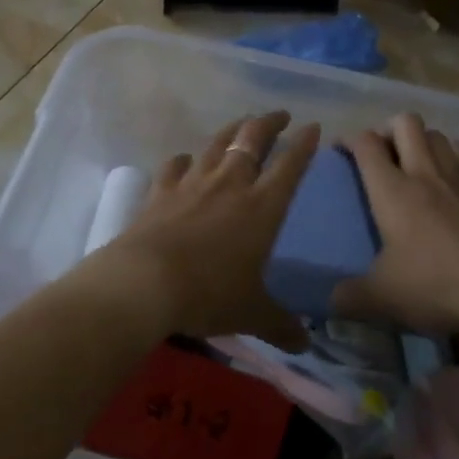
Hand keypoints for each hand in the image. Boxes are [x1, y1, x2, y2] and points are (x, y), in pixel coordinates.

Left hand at [98, 110, 318, 350]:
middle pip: (253, 140)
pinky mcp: (162, 191)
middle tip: (280, 115)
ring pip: (217, 144)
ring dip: (232, 130)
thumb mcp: (251, 313)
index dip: (304, 145)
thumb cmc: (208, 294)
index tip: (313, 127)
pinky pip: (175, 166)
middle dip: (269, 123)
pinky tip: (184, 160)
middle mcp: (230, 185)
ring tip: (242, 123)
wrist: (145, 282)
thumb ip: (279, 324)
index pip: (290, 166)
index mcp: (261, 207)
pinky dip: (183, 160)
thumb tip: (305, 344)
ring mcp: (193, 183)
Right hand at [333, 113, 458, 333]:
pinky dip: (449, 155)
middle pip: (405, 122)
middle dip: (386, 129)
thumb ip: (349, 296)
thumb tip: (331, 300)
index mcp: (392, 189)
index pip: (366, 143)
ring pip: (436, 133)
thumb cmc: (433, 285)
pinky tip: (444, 178)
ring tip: (410, 164)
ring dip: (420, 140)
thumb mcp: (381, 297)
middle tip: (378, 156)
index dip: (348, 139)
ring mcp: (456, 179)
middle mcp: (423, 173)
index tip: (339, 151)